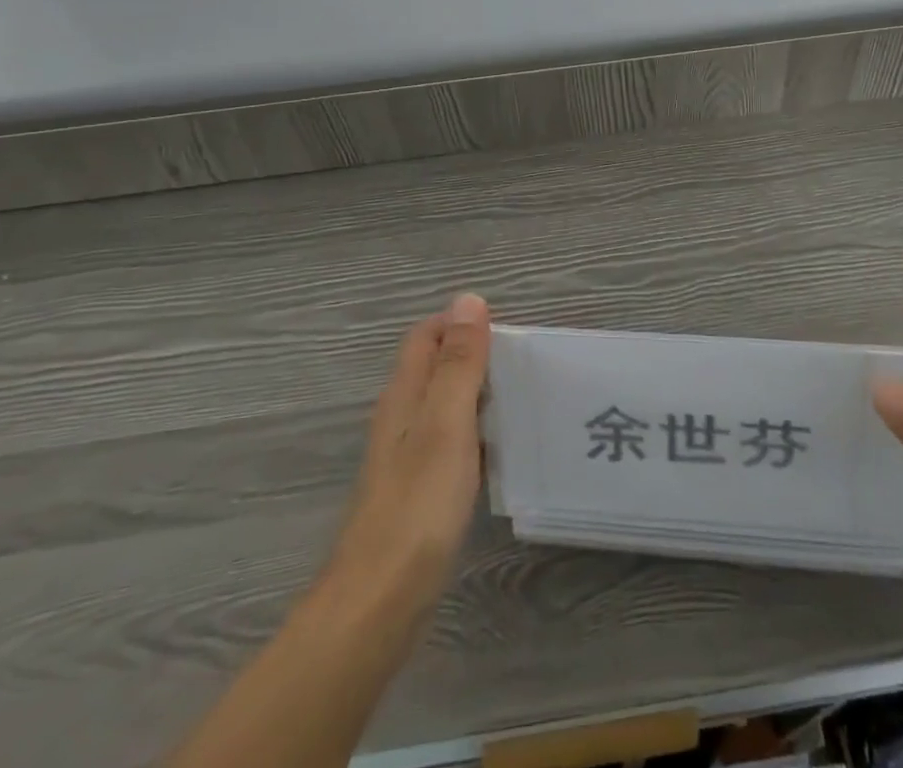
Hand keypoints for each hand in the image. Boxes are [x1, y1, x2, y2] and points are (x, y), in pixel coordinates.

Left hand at [322, 294, 491, 622]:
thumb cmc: (418, 504)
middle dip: (474, 355)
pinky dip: (475, 432)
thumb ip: (458, 362)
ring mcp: (407, 457)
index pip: (426, 335)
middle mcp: (401, 418)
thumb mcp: (446, 422)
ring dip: (477, 393)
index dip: (460, 323)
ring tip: (522, 398)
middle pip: (435, 367)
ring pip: (444, 405)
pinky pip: (449, 442)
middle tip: (524, 365)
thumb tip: (468, 299)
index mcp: (404, 394)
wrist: (379, 602)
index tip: (506, 332)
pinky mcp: (417, 491)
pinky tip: (501, 450)